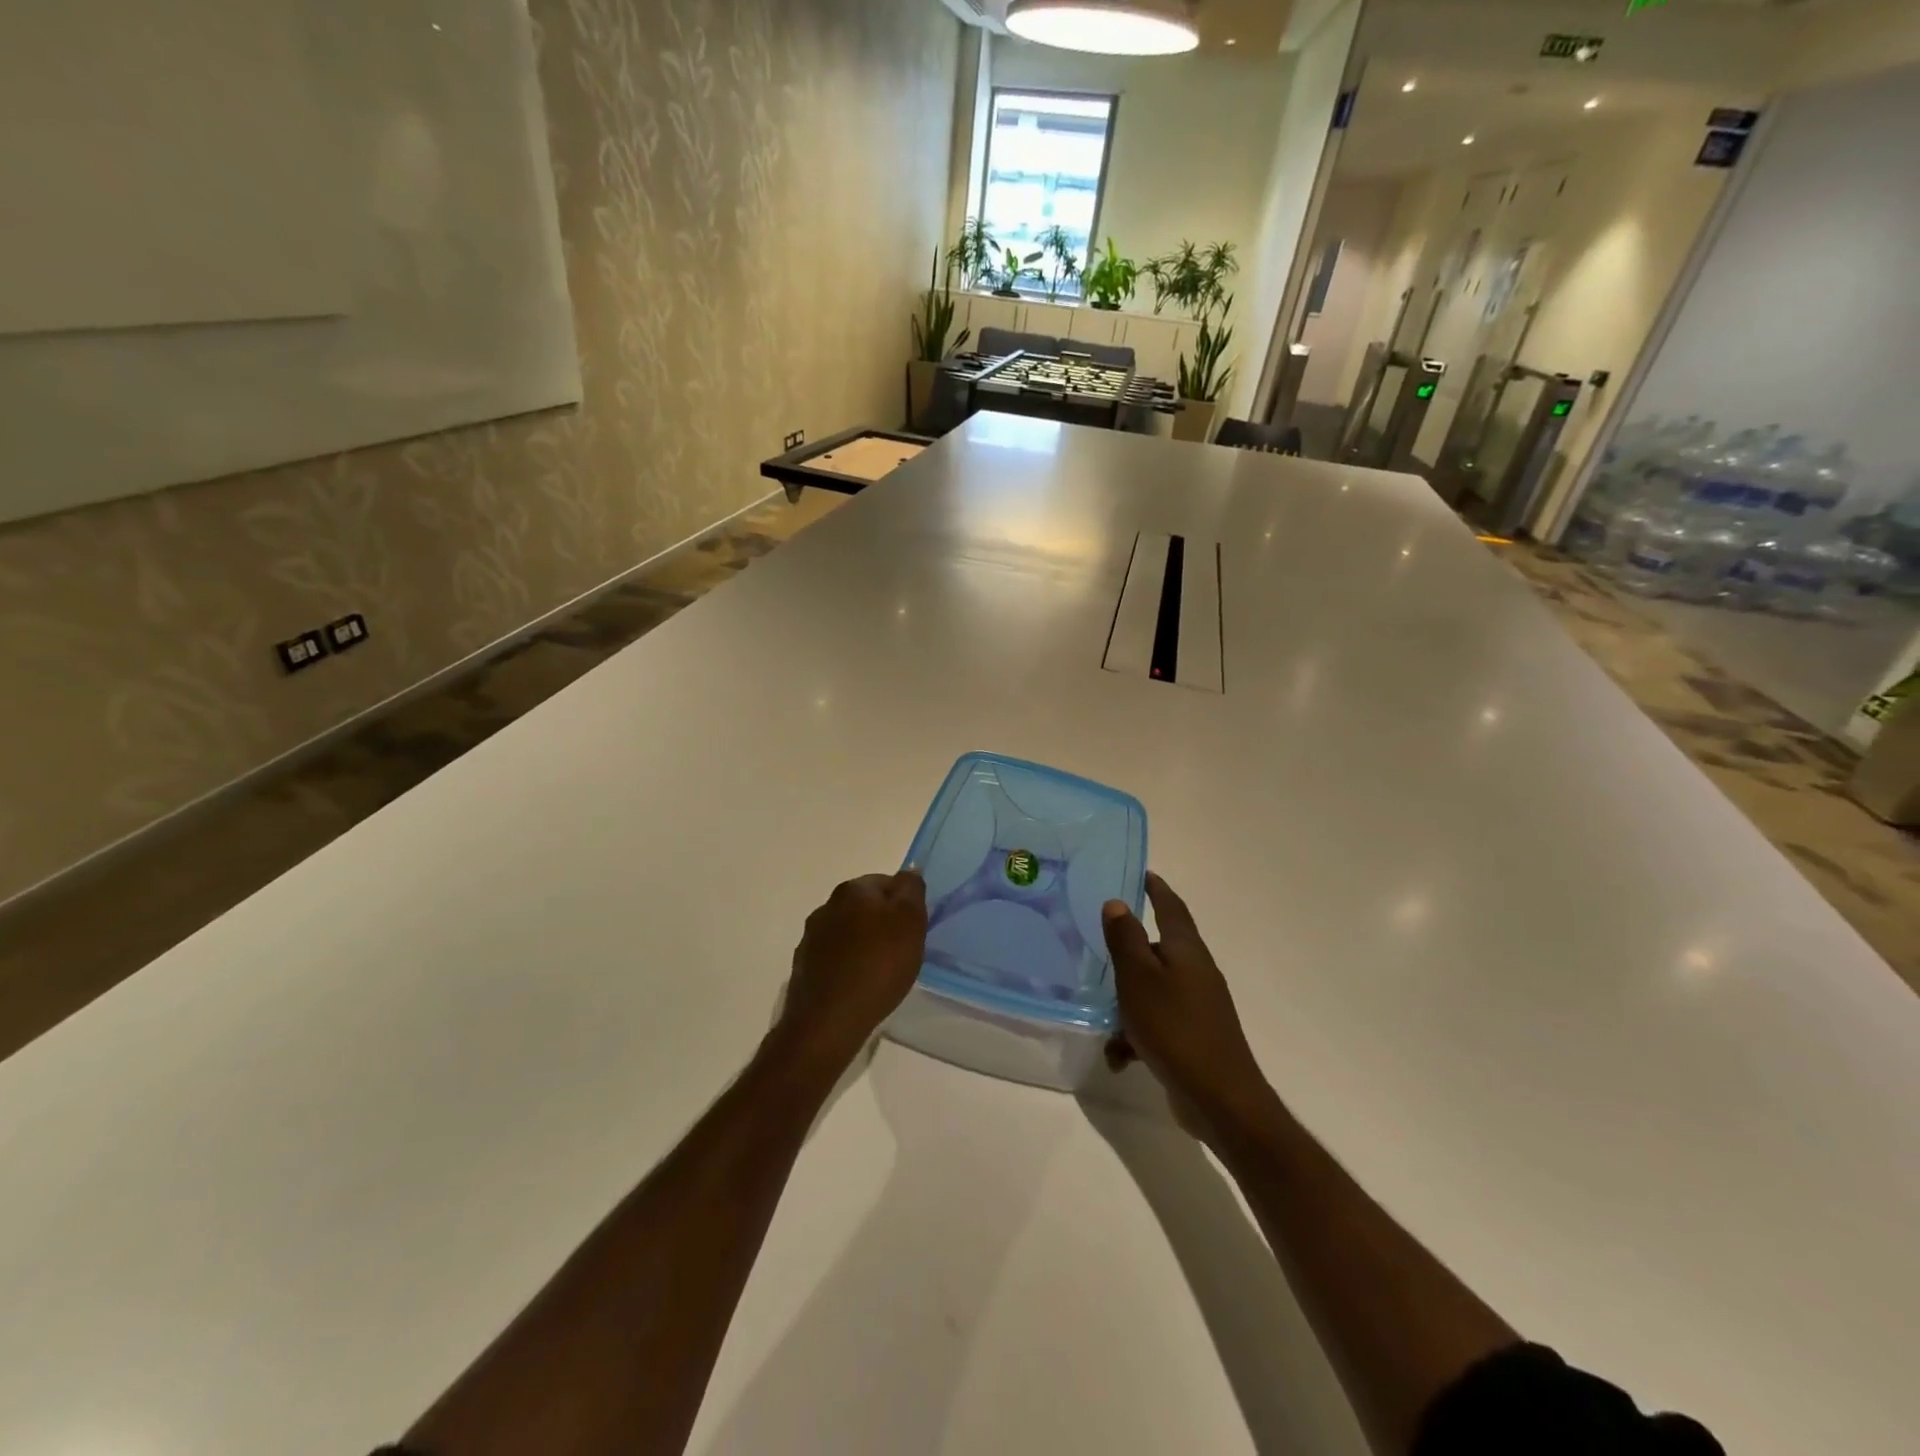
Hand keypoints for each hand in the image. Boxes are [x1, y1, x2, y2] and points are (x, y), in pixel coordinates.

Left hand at [780, 870, 928, 1066]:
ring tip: (880, 972)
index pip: (886, 882)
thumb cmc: (878, 965)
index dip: (904, 904)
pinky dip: (847, 965)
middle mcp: (826, 906)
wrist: (829, 1021)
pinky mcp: (803, 967)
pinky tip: (858, 986)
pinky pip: (833, 958)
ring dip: (863, 943)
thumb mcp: (910, 922)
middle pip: (864, 906)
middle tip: (901, 950)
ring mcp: (810, 938)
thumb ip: (911, 890)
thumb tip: (909, 870)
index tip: (914, 929)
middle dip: (882, 923)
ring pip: (847, 932)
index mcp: (853, 890)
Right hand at [1102, 873, 1272, 1141]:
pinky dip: (1136, 1034)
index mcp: (1186, 950)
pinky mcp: (1194, 1037)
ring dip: (1126, 1001)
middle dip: (1130, 950)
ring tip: (1102, 1018)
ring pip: (1153, 990)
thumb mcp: (1139, 978)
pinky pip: (1157, 1023)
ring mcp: (1198, 1006)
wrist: (1219, 1098)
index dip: (1157, 888)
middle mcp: (1196, 972)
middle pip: (1160, 949)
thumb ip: (1126, 939)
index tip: (1142, 873)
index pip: (1171, 907)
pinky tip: (1119, 1056)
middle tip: (1100, 943)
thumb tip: (1118, 902)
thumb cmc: (1174, 1027)